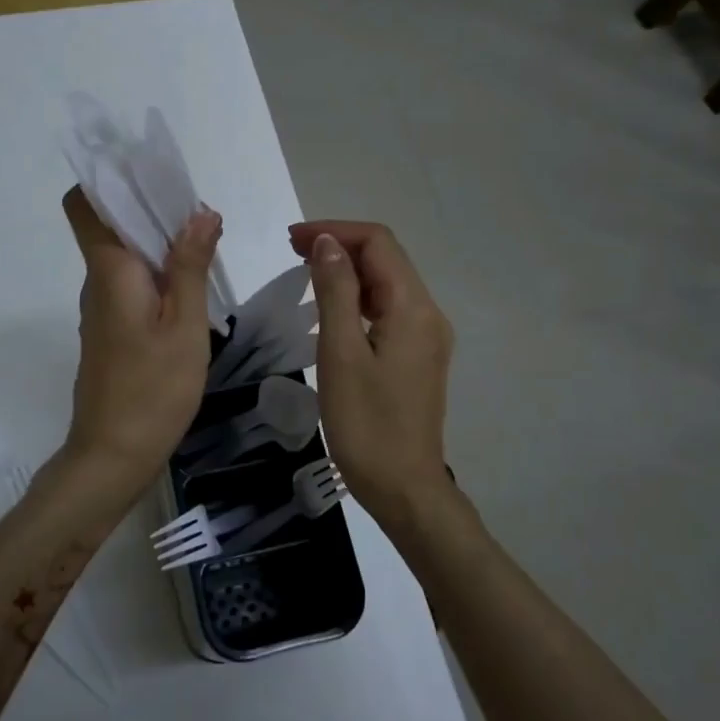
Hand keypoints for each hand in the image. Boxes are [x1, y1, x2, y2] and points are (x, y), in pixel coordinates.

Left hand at [61, 187, 222, 495]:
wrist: (112, 456)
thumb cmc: (152, 389)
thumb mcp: (185, 326)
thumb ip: (190, 266)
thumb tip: (200, 213)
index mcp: (109, 271)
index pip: (83, 205)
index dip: (107, 181)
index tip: (149, 174)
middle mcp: (97, 282)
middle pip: (110, 226)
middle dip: (150, 209)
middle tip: (200, 214)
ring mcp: (101, 309)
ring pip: (123, 257)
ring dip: (158, 243)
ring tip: (205, 246)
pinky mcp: (110, 331)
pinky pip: (129, 284)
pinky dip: (156, 274)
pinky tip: (190, 289)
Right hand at [288, 220, 455, 518]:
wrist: (404, 489)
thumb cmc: (366, 425)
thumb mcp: (340, 353)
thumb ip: (335, 291)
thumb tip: (328, 243)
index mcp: (413, 308)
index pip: (378, 243)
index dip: (335, 231)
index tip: (291, 240)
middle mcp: (428, 314)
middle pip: (386, 259)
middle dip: (340, 246)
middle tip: (292, 252)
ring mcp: (427, 337)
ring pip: (388, 284)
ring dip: (349, 271)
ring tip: (305, 274)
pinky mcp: (418, 356)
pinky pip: (389, 309)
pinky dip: (359, 298)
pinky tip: (332, 310)